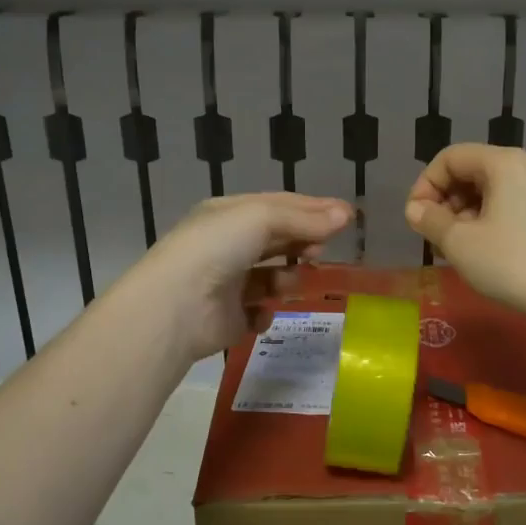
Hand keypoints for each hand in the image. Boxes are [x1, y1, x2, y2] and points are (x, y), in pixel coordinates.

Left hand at [126, 193, 350, 360]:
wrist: (177, 305)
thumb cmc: (217, 248)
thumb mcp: (262, 218)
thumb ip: (305, 218)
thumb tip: (347, 214)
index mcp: (228, 215)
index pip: (278, 206)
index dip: (313, 209)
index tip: (348, 216)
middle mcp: (226, 246)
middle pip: (277, 240)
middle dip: (303, 243)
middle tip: (324, 251)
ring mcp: (226, 284)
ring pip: (272, 277)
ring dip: (288, 278)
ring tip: (291, 281)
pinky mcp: (229, 318)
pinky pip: (259, 312)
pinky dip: (266, 311)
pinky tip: (263, 310)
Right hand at [405, 145, 525, 319]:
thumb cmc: (512, 262)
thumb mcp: (459, 242)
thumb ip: (430, 220)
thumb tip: (415, 209)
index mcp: (503, 163)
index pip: (450, 158)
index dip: (425, 184)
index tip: (416, 219)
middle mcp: (525, 168)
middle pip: (470, 172)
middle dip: (444, 202)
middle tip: (434, 238)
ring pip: (489, 193)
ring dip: (463, 217)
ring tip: (455, 251)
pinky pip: (508, 209)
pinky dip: (487, 224)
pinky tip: (482, 255)